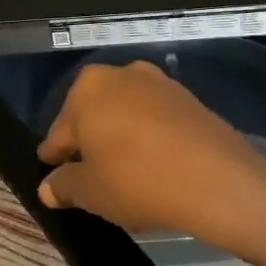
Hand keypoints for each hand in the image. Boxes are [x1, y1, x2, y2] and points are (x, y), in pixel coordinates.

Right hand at [35, 61, 265, 260]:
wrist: (216, 179)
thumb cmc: (137, 180)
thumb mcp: (90, 192)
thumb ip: (63, 185)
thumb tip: (49, 187)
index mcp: (89, 88)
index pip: (60, 130)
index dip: (56, 157)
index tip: (53, 177)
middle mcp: (123, 74)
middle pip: (95, 116)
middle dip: (90, 146)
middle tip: (90, 183)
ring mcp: (160, 83)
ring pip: (127, 116)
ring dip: (121, 142)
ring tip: (124, 180)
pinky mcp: (190, 99)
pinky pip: (156, 121)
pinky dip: (150, 141)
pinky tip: (154, 170)